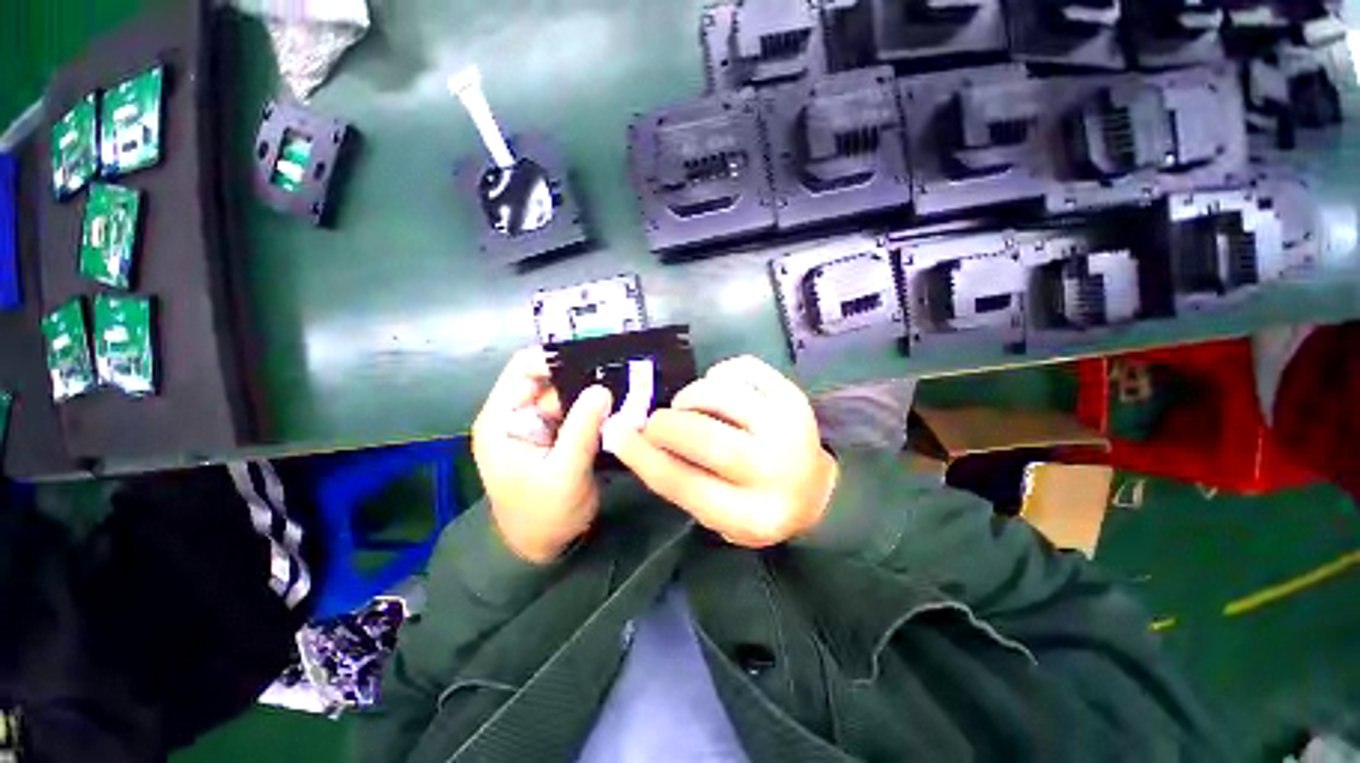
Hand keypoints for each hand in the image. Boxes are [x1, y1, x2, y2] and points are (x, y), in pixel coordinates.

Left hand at [472, 348, 612, 563]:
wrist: (542, 548)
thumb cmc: (544, 516)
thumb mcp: (564, 474)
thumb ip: (582, 430)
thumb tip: (602, 388)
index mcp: (502, 419)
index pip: (524, 369)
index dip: (556, 358)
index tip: (596, 359)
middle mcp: (517, 414)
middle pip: (549, 378)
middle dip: (582, 374)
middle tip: (620, 371)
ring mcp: (537, 424)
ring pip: (567, 392)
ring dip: (592, 390)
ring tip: (625, 385)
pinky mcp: (556, 434)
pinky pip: (577, 410)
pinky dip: (595, 407)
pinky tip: (619, 404)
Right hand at [613, 356, 837, 547]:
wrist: (815, 489)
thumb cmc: (755, 505)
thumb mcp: (715, 512)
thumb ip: (676, 477)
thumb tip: (629, 435)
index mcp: (752, 514)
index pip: (683, 482)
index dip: (642, 456)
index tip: (615, 433)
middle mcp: (774, 469)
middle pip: (702, 436)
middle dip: (664, 424)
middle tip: (655, 423)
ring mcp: (789, 425)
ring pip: (718, 394)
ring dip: (690, 397)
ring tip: (690, 409)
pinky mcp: (793, 395)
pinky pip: (740, 368)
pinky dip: (717, 375)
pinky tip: (719, 394)